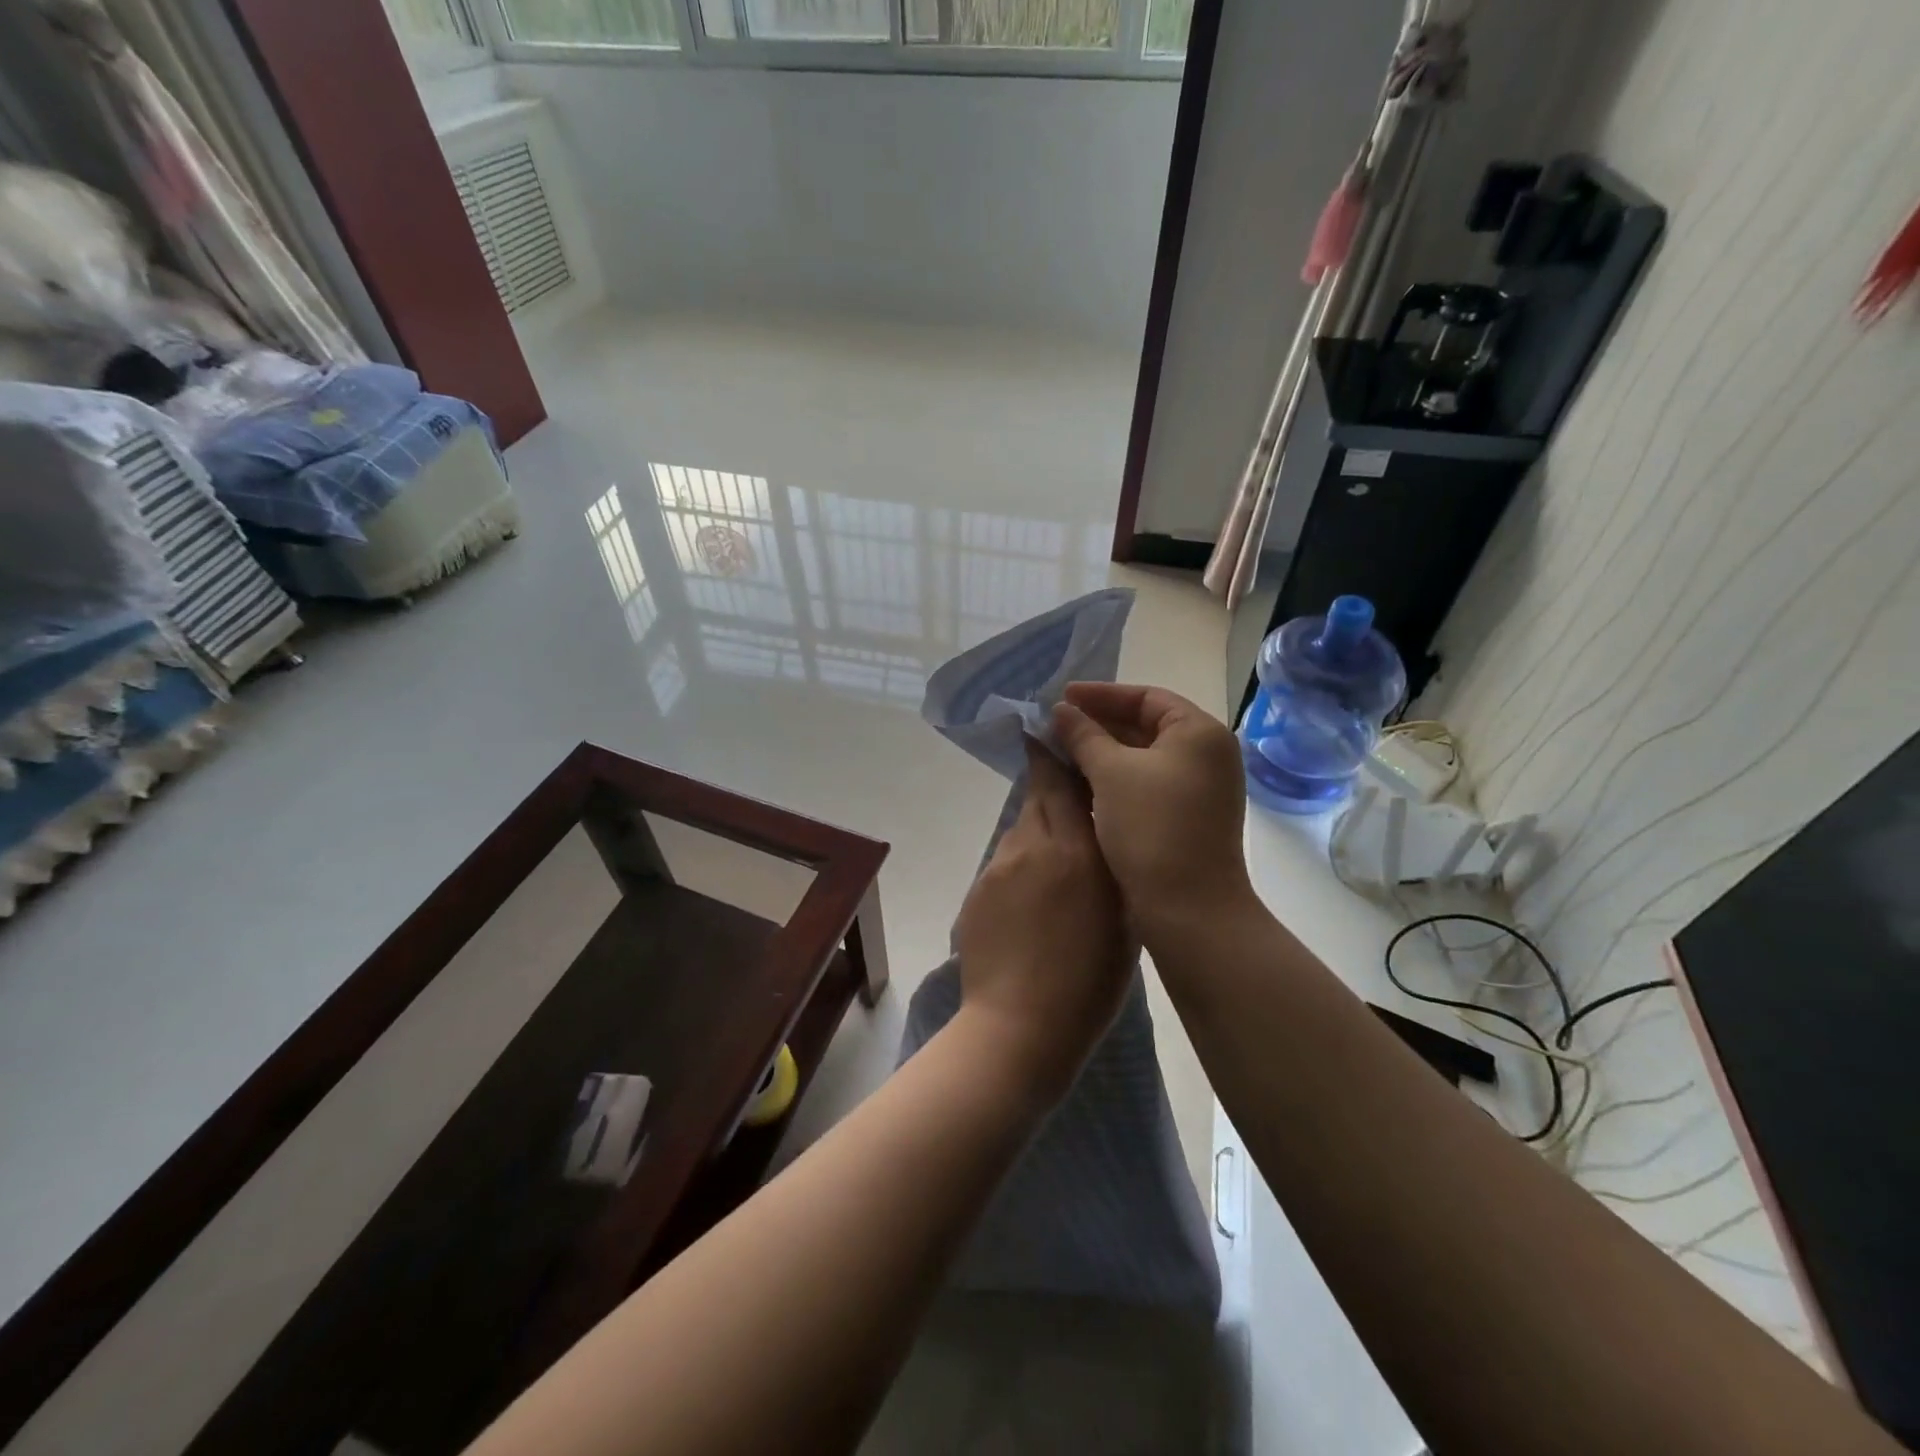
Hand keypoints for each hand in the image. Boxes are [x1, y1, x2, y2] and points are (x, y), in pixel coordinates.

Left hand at [954, 741, 1132, 1100]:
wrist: (1019, 1026)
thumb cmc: (1089, 984)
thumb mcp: (1122, 922)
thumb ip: (1113, 870)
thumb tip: (1106, 838)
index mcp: (1079, 853)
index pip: (1066, 785)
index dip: (1062, 757)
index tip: (1061, 737)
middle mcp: (1035, 845)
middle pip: (1039, 795)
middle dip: (1050, 783)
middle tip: (1064, 784)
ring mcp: (1000, 865)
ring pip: (1022, 828)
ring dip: (1038, 830)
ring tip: (1055, 861)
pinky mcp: (978, 887)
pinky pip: (1005, 860)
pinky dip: (1020, 865)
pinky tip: (1031, 898)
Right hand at [1051, 683, 1255, 941]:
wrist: (1189, 909)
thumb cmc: (1152, 828)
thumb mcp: (1110, 773)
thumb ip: (1083, 735)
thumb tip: (1061, 710)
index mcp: (1199, 732)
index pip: (1146, 696)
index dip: (1101, 695)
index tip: (1061, 697)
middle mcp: (1207, 755)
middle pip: (1146, 725)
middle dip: (1098, 725)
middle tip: (1055, 726)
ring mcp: (1200, 789)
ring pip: (1143, 758)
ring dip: (1102, 754)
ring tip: (1060, 753)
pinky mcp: (1188, 818)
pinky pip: (1146, 784)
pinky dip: (1115, 780)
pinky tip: (1080, 785)